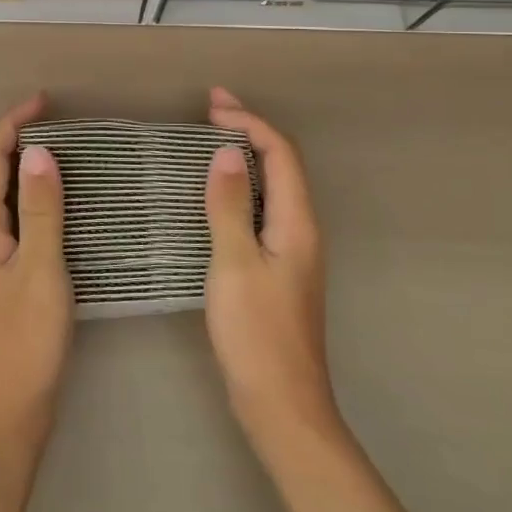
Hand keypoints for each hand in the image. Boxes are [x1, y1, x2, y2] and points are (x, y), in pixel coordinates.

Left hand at [0, 94, 73, 452]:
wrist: (7, 413)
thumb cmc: (25, 341)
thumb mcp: (41, 270)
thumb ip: (41, 210)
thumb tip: (39, 152)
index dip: (12, 123)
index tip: (44, 100)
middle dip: (17, 139)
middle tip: (60, 120)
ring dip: (23, 167)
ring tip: (63, 149)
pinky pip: (10, 219)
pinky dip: (30, 198)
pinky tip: (57, 201)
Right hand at [204, 86, 340, 451]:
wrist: (282, 405)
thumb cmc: (256, 334)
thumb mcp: (235, 264)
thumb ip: (230, 206)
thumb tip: (225, 153)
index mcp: (297, 223)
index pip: (280, 154)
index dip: (250, 122)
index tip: (212, 106)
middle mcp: (302, 229)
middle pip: (282, 164)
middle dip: (249, 130)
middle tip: (210, 110)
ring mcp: (292, 251)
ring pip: (273, 186)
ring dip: (245, 156)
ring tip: (209, 141)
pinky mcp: (279, 269)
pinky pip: (263, 209)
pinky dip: (241, 187)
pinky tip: (216, 195)